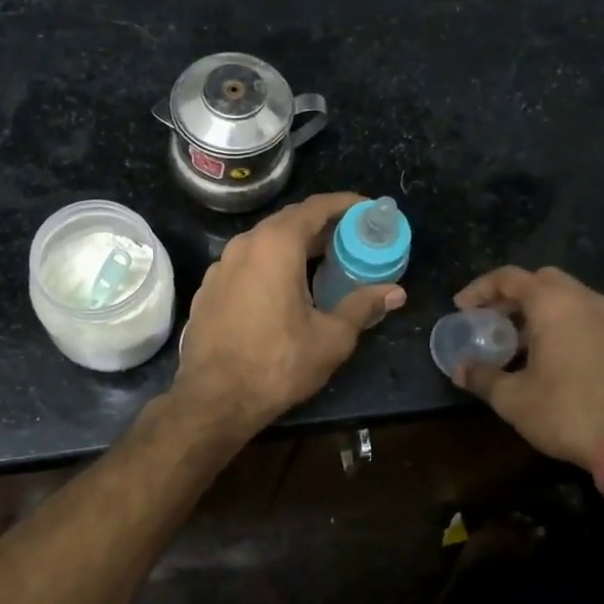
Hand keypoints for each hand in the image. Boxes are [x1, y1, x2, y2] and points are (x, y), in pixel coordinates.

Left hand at [175, 192, 405, 436]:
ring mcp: (220, 267)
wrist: (213, 399)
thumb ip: (363, 307)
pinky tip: (284, 289)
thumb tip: (396, 293)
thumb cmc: (277, 364)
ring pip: (264, 243)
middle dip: (322, 226)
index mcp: (275, 245)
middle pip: (288, 222)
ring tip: (322, 263)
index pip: (315, 208)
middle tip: (352, 239)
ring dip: (294, 247)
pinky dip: (270, 266)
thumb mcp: (330, 338)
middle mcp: (244, 245)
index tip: (367, 209)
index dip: (345, 204)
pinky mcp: (208, 290)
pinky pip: (246, 265)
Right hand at [451, 266, 603, 470]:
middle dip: (515, 296)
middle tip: (495, 319)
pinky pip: (593, 323)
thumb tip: (460, 370)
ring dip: (544, 313)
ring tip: (524, 344)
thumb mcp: (513, 399)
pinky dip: (570, 329)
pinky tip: (560, 362)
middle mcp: (588, 302)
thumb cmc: (568, 412)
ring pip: (573, 301)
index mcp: (555, 305)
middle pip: (545, 281)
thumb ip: (483, 377)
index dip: (480, 289)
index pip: (510, 278)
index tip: (462, 307)